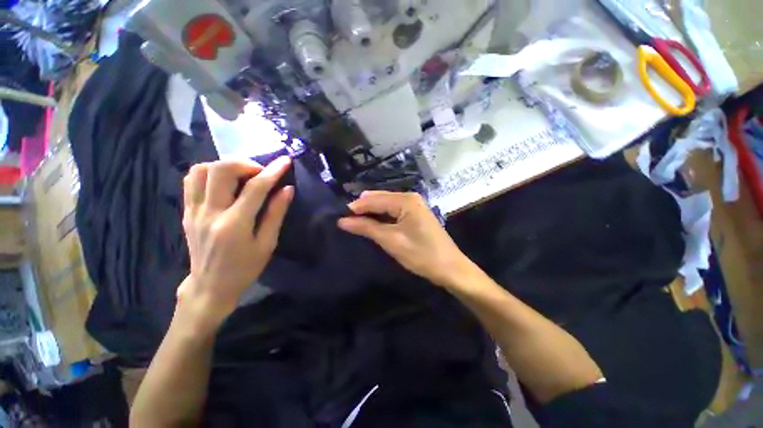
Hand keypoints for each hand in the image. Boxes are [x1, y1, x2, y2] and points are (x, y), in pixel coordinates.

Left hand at [178, 157, 292, 330]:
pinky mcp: (187, 211)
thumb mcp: (267, 244)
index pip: (255, 188)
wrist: (210, 285)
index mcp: (234, 224)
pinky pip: (191, 180)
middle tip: (261, 172)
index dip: (273, 171)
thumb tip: (287, 189)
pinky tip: (224, 182)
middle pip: (221, 170)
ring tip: (242, 175)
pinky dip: (209, 173)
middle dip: (245, 164)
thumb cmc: (245, 268)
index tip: (285, 161)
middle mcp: (210, 213)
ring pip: (201, 170)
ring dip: (225, 166)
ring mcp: (194, 211)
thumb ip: (276, 214)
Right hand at [338, 191, 474, 286]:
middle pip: (380, 199)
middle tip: (345, 220)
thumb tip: (342, 220)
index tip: (339, 216)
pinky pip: (394, 212)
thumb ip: (366, 228)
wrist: (450, 268)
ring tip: (355, 222)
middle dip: (363, 209)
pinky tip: (373, 224)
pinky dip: (382, 217)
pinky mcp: (415, 215)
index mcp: (405, 200)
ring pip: (386, 205)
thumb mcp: (391, 240)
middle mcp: (410, 198)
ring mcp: (414, 205)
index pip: (374, 199)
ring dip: (372, 213)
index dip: (356, 207)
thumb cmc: (421, 254)